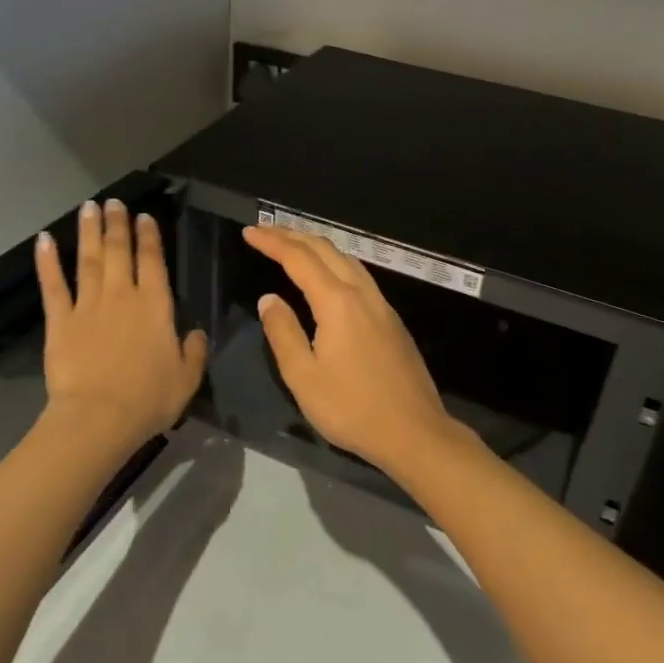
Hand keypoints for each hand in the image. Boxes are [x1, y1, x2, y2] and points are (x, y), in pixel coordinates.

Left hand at [36, 199, 207, 449]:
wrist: (98, 418)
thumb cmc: (148, 399)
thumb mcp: (187, 379)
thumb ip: (193, 352)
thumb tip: (196, 334)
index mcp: (155, 306)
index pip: (153, 261)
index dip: (149, 237)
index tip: (144, 217)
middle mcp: (122, 295)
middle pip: (119, 251)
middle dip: (118, 224)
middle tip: (114, 202)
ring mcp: (88, 305)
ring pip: (89, 259)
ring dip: (89, 231)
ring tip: (89, 207)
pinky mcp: (60, 321)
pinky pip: (53, 285)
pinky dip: (47, 261)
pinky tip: (44, 240)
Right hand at [242, 226, 465, 476]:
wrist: (414, 432)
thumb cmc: (352, 408)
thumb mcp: (304, 377)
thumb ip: (283, 333)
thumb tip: (269, 299)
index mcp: (337, 303)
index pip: (299, 259)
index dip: (272, 242)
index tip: (249, 232)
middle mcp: (362, 293)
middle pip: (325, 250)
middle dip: (293, 235)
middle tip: (265, 230)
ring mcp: (382, 304)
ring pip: (347, 259)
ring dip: (317, 246)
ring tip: (293, 243)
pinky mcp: (392, 319)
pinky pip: (359, 275)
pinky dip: (336, 262)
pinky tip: (329, 274)